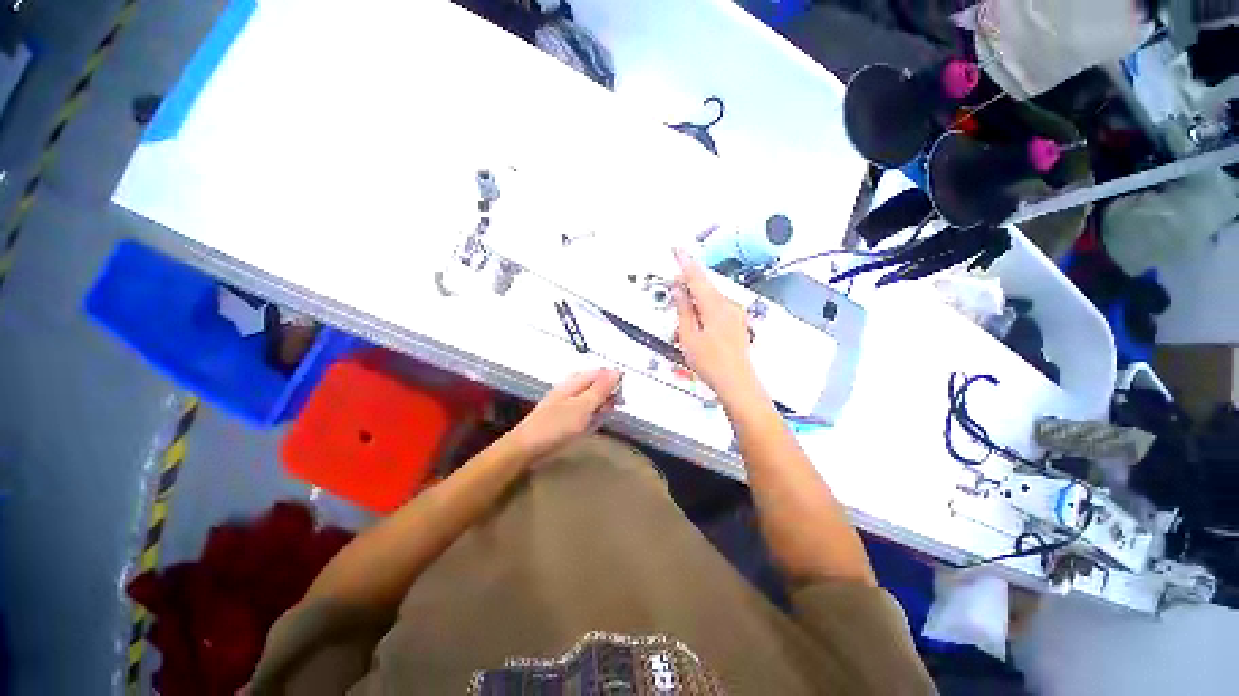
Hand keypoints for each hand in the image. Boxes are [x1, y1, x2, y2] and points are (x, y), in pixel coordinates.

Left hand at [509, 368, 622, 463]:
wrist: (527, 447)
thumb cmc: (556, 425)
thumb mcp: (583, 406)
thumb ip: (601, 389)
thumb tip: (617, 371)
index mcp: (576, 380)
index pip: (602, 373)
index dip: (615, 383)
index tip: (621, 399)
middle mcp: (573, 387)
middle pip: (598, 385)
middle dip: (607, 398)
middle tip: (608, 411)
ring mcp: (568, 401)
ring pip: (593, 400)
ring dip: (599, 409)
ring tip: (595, 421)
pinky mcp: (565, 415)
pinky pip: (585, 412)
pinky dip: (590, 418)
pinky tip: (588, 426)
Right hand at [672, 249, 761, 402]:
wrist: (737, 382)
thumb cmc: (712, 362)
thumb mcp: (689, 336)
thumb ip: (684, 309)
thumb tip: (679, 289)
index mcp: (715, 305)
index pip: (697, 276)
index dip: (685, 262)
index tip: (677, 249)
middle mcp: (728, 305)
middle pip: (705, 286)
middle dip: (688, 284)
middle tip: (674, 287)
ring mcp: (735, 314)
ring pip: (711, 298)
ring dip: (696, 300)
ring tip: (683, 316)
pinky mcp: (737, 323)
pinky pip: (718, 307)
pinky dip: (705, 309)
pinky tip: (698, 322)